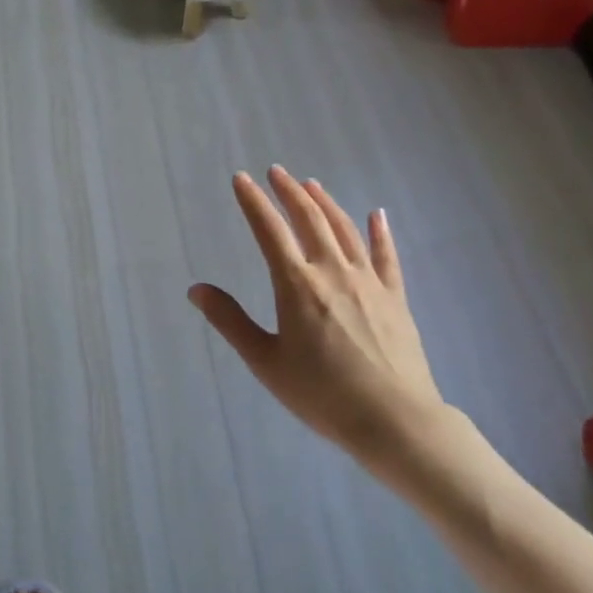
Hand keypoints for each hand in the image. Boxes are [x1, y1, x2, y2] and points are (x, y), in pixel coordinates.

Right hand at [189, 167, 452, 486]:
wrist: (395, 421)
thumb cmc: (322, 394)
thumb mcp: (265, 362)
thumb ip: (231, 321)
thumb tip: (196, 289)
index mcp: (297, 285)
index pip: (269, 230)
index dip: (253, 201)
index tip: (241, 178)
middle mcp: (332, 271)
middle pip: (309, 219)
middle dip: (289, 191)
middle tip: (276, 171)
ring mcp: (368, 282)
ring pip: (345, 229)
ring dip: (326, 203)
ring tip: (312, 184)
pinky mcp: (395, 297)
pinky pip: (386, 256)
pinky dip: (379, 232)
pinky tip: (377, 215)